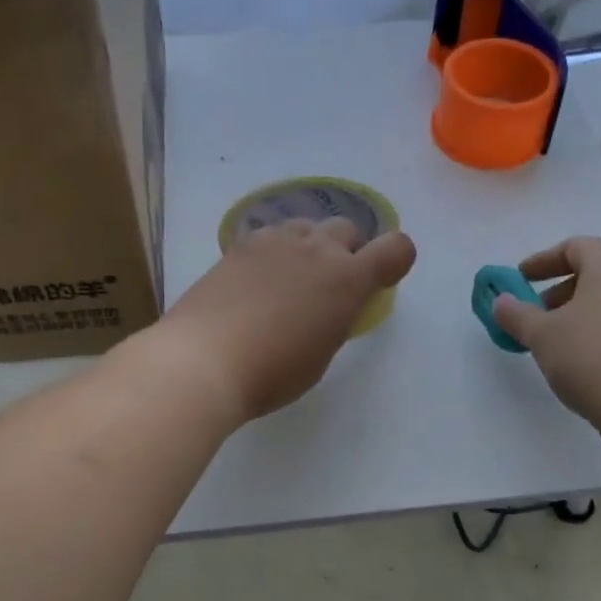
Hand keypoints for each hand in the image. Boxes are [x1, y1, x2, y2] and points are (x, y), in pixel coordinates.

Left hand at [151, 218, 417, 420]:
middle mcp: (316, 249)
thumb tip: (328, 306)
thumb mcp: (320, 354)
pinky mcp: (240, 245)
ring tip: (290, 279)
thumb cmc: (271, 373)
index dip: (396, 260)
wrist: (204, 358)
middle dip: (347, 251)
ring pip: (307, 226)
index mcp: (348, 280)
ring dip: (310, 246)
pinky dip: (274, 251)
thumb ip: (335, 320)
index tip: (381, 280)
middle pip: (347, 229)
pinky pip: (270, 235)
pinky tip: (256, 280)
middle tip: (329, 285)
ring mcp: (275, 241)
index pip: (395, 248)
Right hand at [491, 237, 600, 458]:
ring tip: (557, 340)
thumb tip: (501, 301)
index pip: (575, 247)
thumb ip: (516, 314)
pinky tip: (584, 359)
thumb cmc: (593, 357)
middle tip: (536, 313)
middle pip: (595, 271)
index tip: (520, 280)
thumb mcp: (541, 335)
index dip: (543, 261)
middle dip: (561, 289)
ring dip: (580, 312)